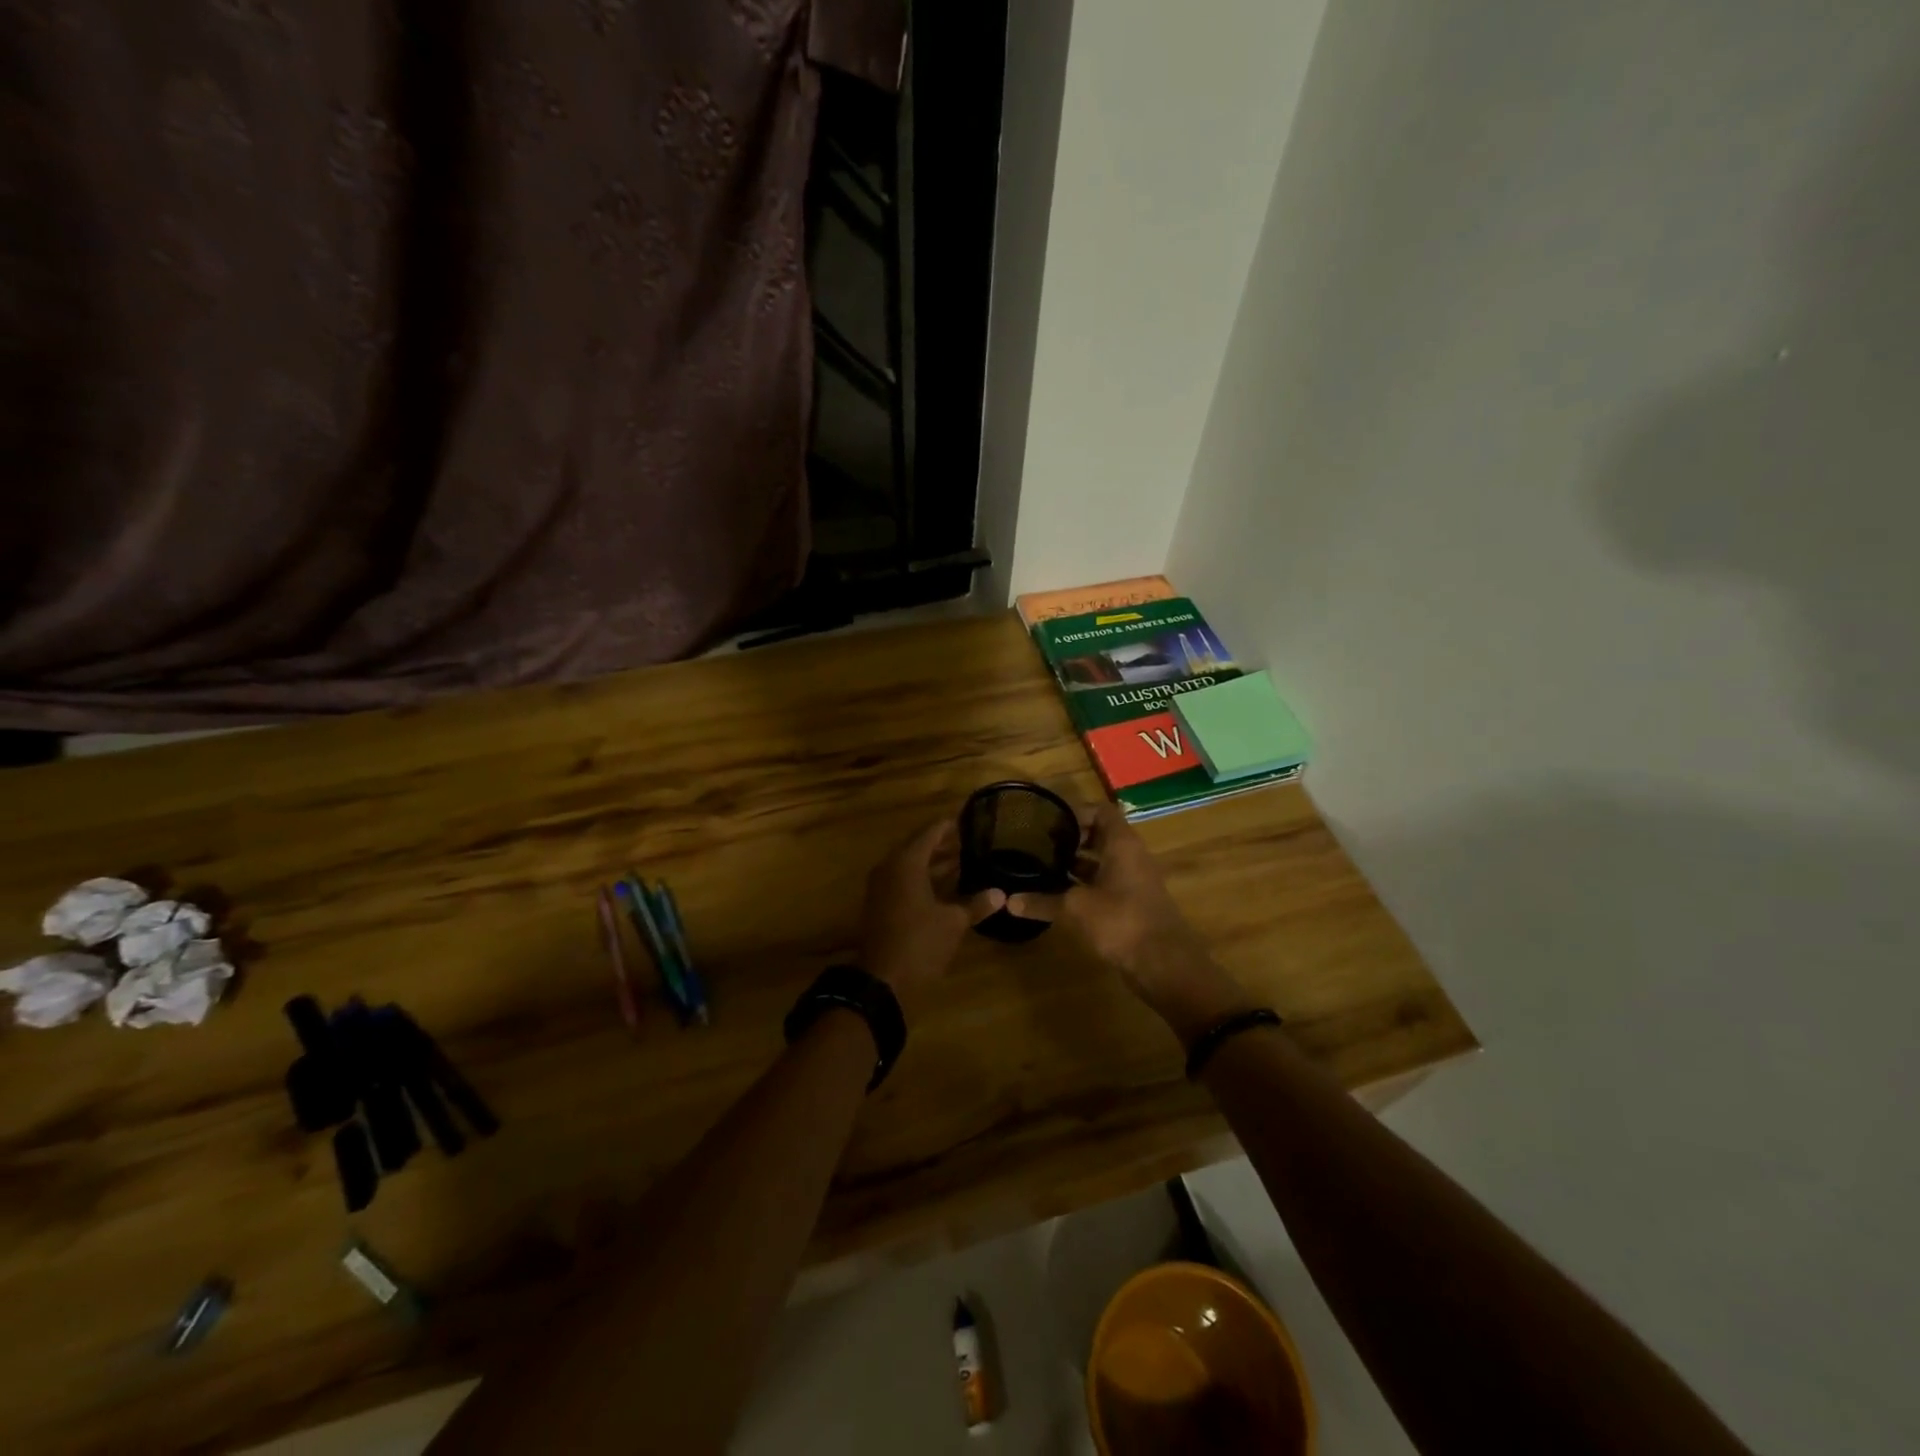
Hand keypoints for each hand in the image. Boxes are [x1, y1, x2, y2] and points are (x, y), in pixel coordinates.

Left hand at [859, 819, 1003, 994]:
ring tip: (966, 859)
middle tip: (971, 840)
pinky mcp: (883, 905)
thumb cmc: (919, 943)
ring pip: (914, 866)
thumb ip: (976, 904)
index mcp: (906, 863)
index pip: (930, 832)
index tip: (970, 819)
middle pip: (920, 847)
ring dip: (937, 863)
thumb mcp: (953, 923)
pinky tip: (950, 887)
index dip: (950, 825)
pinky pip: (907, 881)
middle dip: (945, 844)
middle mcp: (891, 868)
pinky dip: (927, 879)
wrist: (881, 981)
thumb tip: (1000, 894)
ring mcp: (884, 887)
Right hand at [1011, 803, 1251, 1042]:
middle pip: (1100, 835)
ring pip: (1101, 861)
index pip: (1101, 811)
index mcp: (1122, 844)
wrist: (1164, 964)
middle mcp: (1130, 856)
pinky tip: (1059, 895)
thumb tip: (1008, 901)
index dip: (1076, 811)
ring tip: (1042, 867)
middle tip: (1038, 844)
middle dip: (1070, 838)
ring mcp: (1133, 880)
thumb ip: (1043, 902)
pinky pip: (1104, 883)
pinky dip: (1083, 885)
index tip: (1048, 822)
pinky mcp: (1131, 903)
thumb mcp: (1076, 908)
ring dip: (1075, 863)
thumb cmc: (1122, 921)